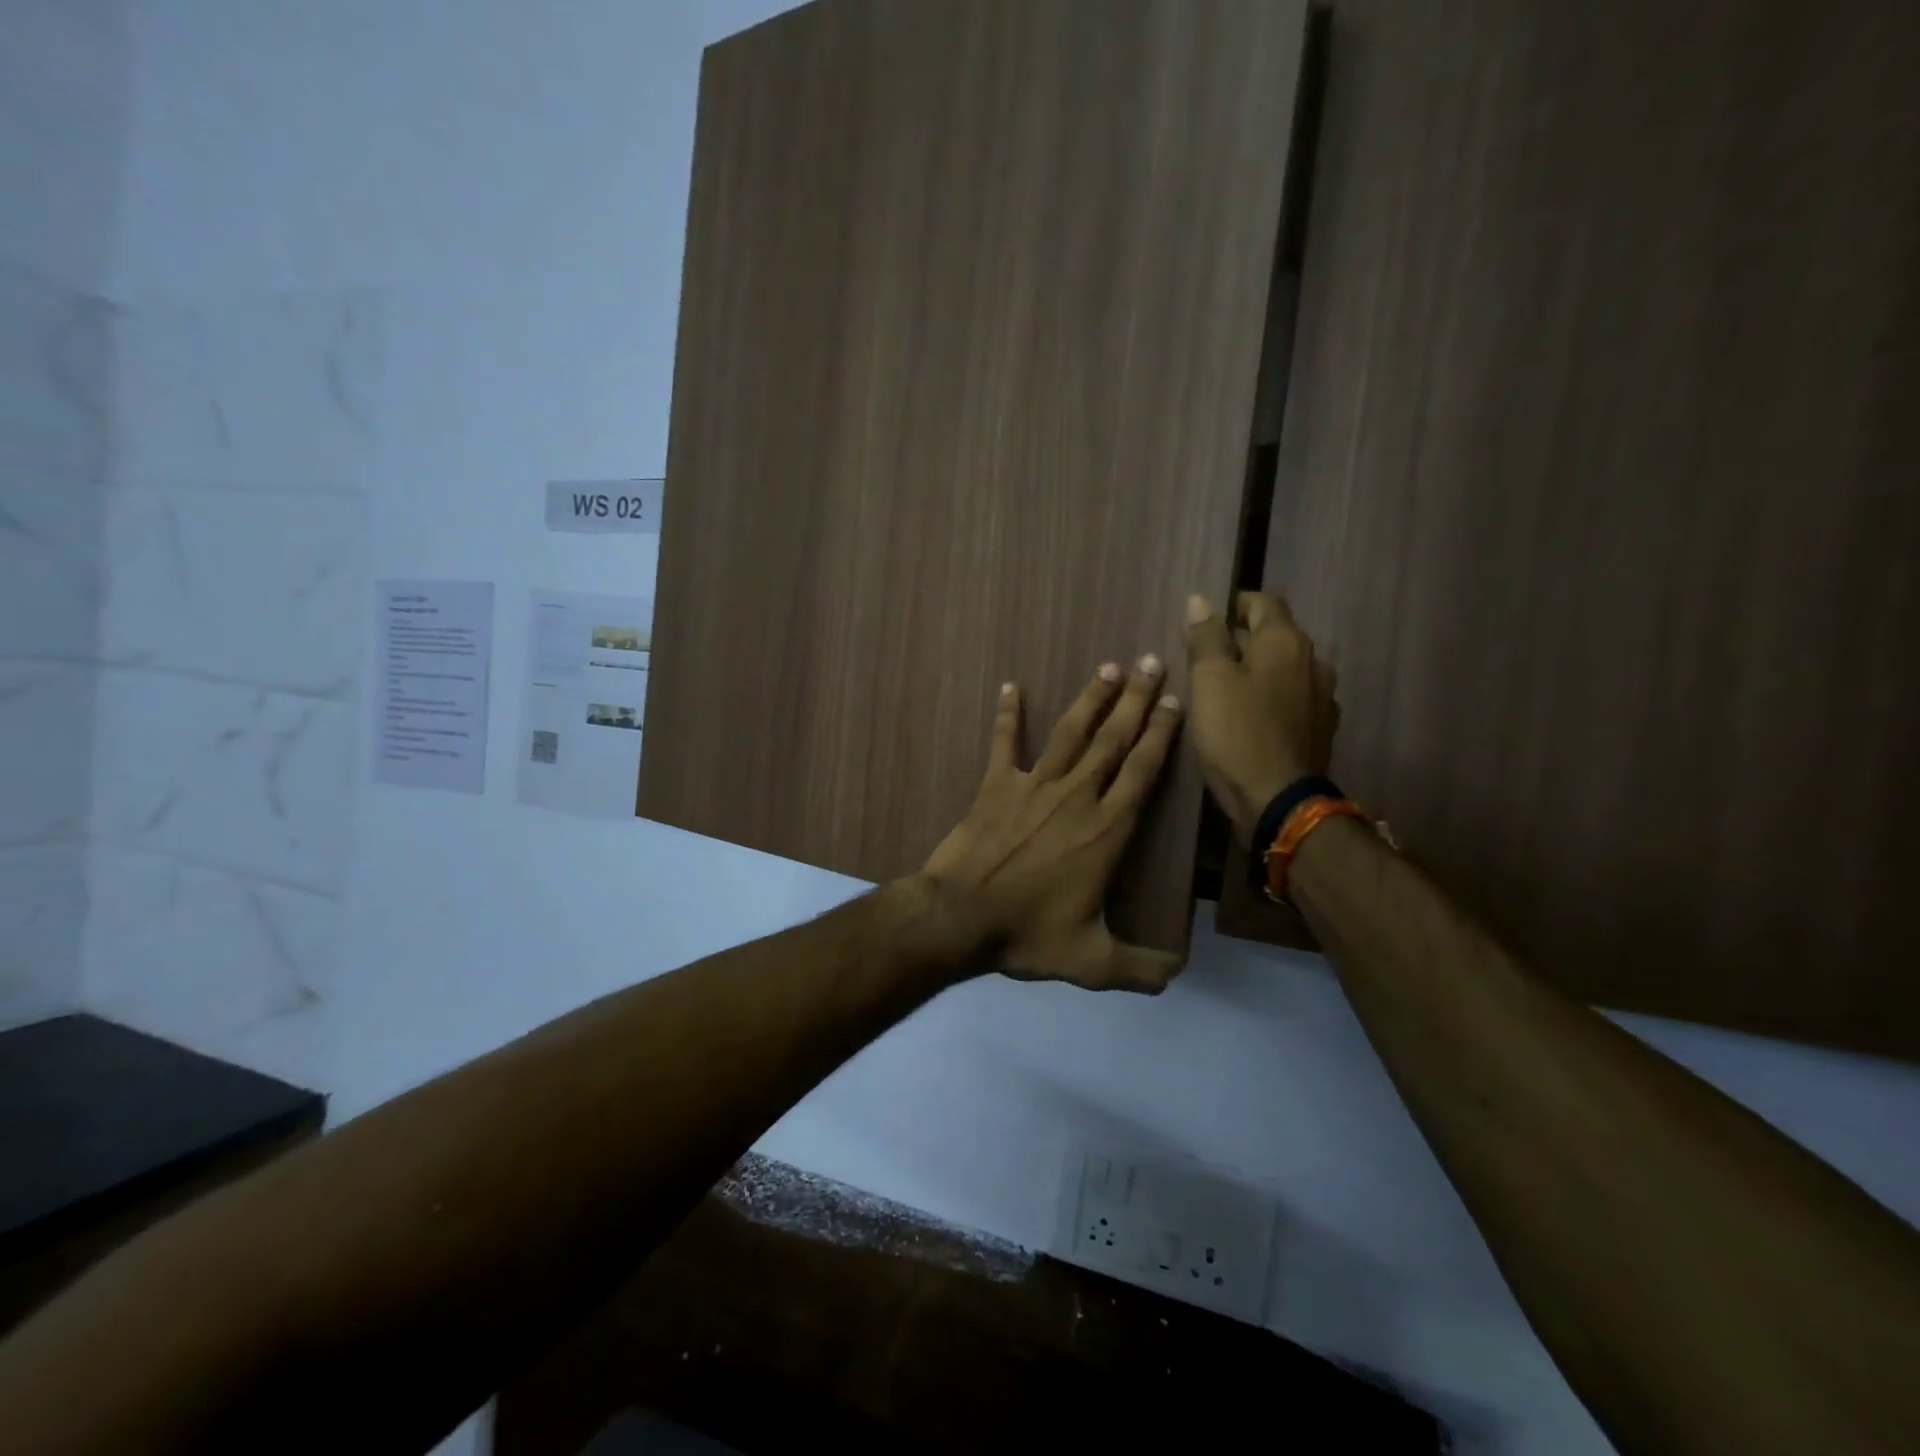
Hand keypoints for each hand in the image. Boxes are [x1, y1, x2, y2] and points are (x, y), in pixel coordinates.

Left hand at [919, 657, 1185, 992]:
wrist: (959, 917)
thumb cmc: (1027, 935)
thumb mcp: (1092, 962)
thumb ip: (1139, 968)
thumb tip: (1178, 975)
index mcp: (1106, 830)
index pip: (1143, 771)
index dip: (1161, 734)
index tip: (1174, 701)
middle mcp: (1076, 797)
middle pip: (1113, 739)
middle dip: (1135, 699)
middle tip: (1150, 661)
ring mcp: (1033, 786)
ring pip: (1069, 732)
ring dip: (1091, 697)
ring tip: (1108, 666)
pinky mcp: (995, 785)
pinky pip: (1003, 742)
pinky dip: (1007, 713)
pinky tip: (1010, 686)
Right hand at [1184, 591, 1339, 843]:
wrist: (1279, 799)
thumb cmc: (1236, 732)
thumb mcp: (1209, 680)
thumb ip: (1206, 637)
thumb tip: (1200, 600)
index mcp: (1286, 641)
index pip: (1262, 602)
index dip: (1233, 605)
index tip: (1206, 622)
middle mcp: (1313, 660)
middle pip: (1275, 635)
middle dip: (1242, 639)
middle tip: (1206, 659)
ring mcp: (1323, 696)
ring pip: (1284, 668)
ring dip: (1258, 670)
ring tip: (1226, 689)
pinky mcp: (1321, 727)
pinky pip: (1292, 698)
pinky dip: (1271, 697)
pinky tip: (1251, 717)